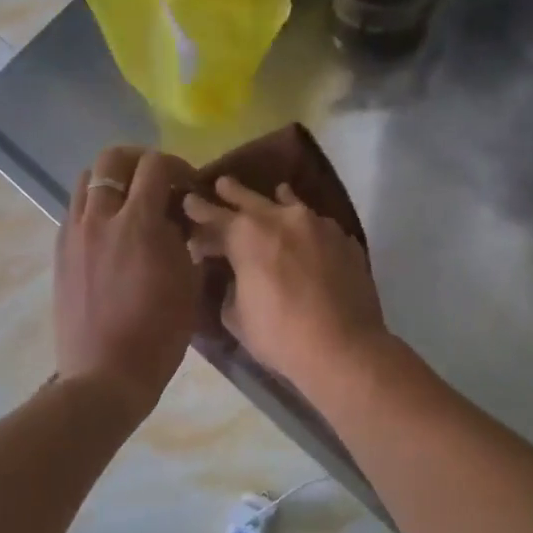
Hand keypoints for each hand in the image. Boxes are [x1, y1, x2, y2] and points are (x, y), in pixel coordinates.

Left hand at [55, 146, 199, 416]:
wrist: (106, 374)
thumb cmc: (159, 333)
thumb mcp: (188, 282)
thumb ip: (184, 240)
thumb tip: (177, 219)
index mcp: (137, 223)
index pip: (155, 165)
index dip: (178, 166)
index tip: (189, 185)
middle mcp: (99, 218)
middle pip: (111, 159)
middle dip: (139, 161)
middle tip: (158, 181)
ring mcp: (73, 233)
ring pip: (86, 180)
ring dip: (112, 181)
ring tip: (131, 204)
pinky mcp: (60, 252)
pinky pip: (75, 210)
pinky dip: (95, 207)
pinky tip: (111, 232)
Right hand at [182, 176, 387, 393]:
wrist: (343, 348)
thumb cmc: (280, 335)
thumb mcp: (236, 315)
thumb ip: (230, 286)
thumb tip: (234, 275)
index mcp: (248, 234)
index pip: (215, 216)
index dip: (198, 211)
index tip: (187, 202)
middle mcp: (283, 218)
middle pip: (251, 198)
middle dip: (232, 192)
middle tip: (221, 183)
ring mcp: (319, 225)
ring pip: (291, 204)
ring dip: (276, 199)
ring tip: (275, 192)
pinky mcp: (345, 240)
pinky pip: (318, 224)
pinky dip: (306, 225)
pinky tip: (307, 232)